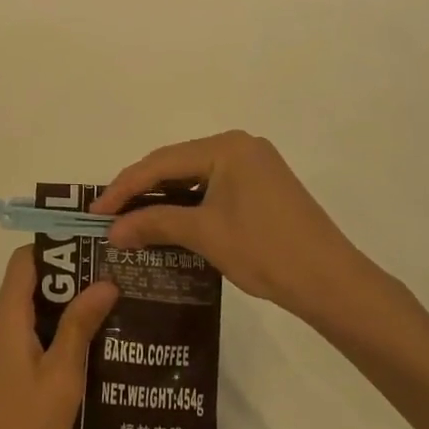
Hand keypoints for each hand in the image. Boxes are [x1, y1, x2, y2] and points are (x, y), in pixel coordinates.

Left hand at [0, 246, 118, 428]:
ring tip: (109, 304)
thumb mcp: (63, 373)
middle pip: (30, 280)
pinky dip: (57, 327)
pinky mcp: (4, 367)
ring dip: (66, 303)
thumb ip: (81, 324)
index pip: (25, 259)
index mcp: (7, 315)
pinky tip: (90, 342)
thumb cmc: (28, 423)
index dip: (56, 248)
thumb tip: (105, 282)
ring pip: (32, 307)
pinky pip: (30, 330)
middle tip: (112, 276)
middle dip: (69, 275)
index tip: (93, 248)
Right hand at [92, 131, 391, 324]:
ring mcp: (254, 165)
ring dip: (163, 198)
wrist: (332, 283)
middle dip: (141, 190)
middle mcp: (240, 146)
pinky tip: (168, 220)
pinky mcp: (262, 187)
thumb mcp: (204, 234)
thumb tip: (112, 231)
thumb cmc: (266, 251)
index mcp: (227, 147)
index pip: (161, 162)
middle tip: (109, 215)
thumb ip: (155, 223)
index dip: (124, 187)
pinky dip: (187, 203)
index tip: (96, 212)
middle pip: (176, 164)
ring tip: (131, 218)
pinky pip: (212, 187)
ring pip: (193, 176)